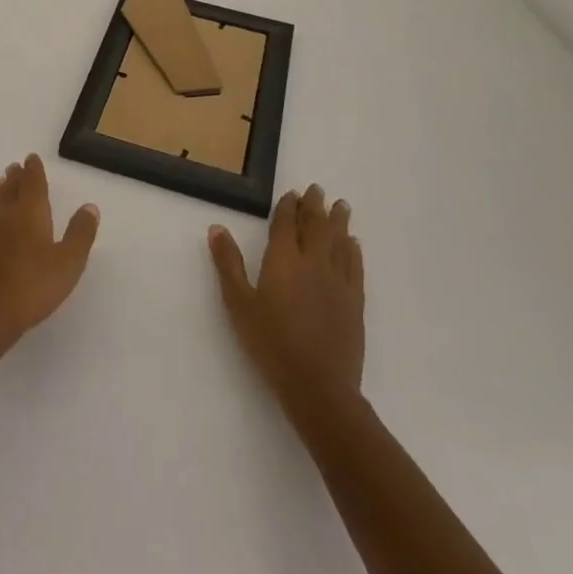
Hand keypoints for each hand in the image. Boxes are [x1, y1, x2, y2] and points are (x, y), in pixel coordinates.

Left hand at [0, 154, 98, 360]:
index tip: (31, 158)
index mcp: (30, 214)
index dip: (33, 171)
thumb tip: (89, 206)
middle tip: (15, 166)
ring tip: (3, 182)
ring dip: (2, 191)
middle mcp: (6, 217)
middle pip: (11, 190)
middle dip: (16, 177)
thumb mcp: (68, 261)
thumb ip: (80, 233)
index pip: (32, 184)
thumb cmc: (33, 286)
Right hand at [209, 185, 364, 421]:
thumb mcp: (239, 303)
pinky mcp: (355, 301)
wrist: (318, 385)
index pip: (286, 224)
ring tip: (341, 205)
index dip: (289, 206)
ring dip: (339, 221)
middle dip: (315, 206)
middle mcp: (313, 262)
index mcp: (283, 261)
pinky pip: (355, 266)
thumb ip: (228, 264)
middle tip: (317, 189)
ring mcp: (338, 281)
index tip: (292, 193)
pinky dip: (354, 250)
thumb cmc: (270, 343)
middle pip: (316, 226)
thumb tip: (217, 228)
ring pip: (339, 241)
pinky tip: (353, 244)